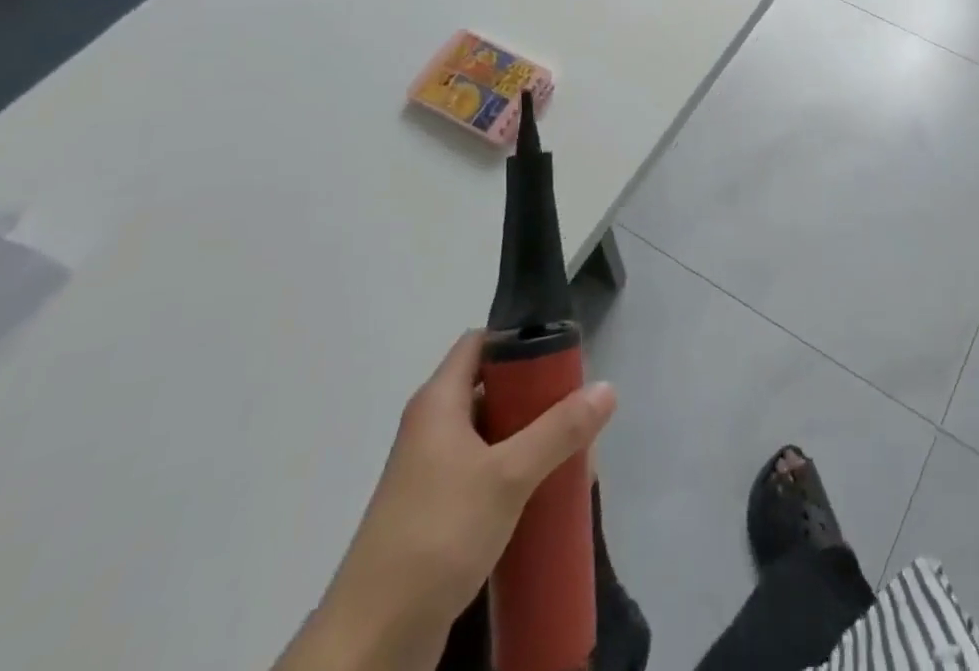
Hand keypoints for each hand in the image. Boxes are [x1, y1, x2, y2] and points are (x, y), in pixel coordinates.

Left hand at [280, 332, 616, 670]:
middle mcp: (432, 428)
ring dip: (530, 439)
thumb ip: (558, 430)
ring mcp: (431, 474)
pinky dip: (515, 476)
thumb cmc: (437, 535)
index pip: (480, 342)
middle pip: (490, 388)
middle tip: (577, 406)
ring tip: (573, 451)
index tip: (562, 350)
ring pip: (491, 436)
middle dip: (536, 395)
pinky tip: (546, 495)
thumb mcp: (507, 476)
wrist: (371, 644)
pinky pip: (484, 476)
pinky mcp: (437, 515)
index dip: (518, 338)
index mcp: (438, 402)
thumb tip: (607, 387)